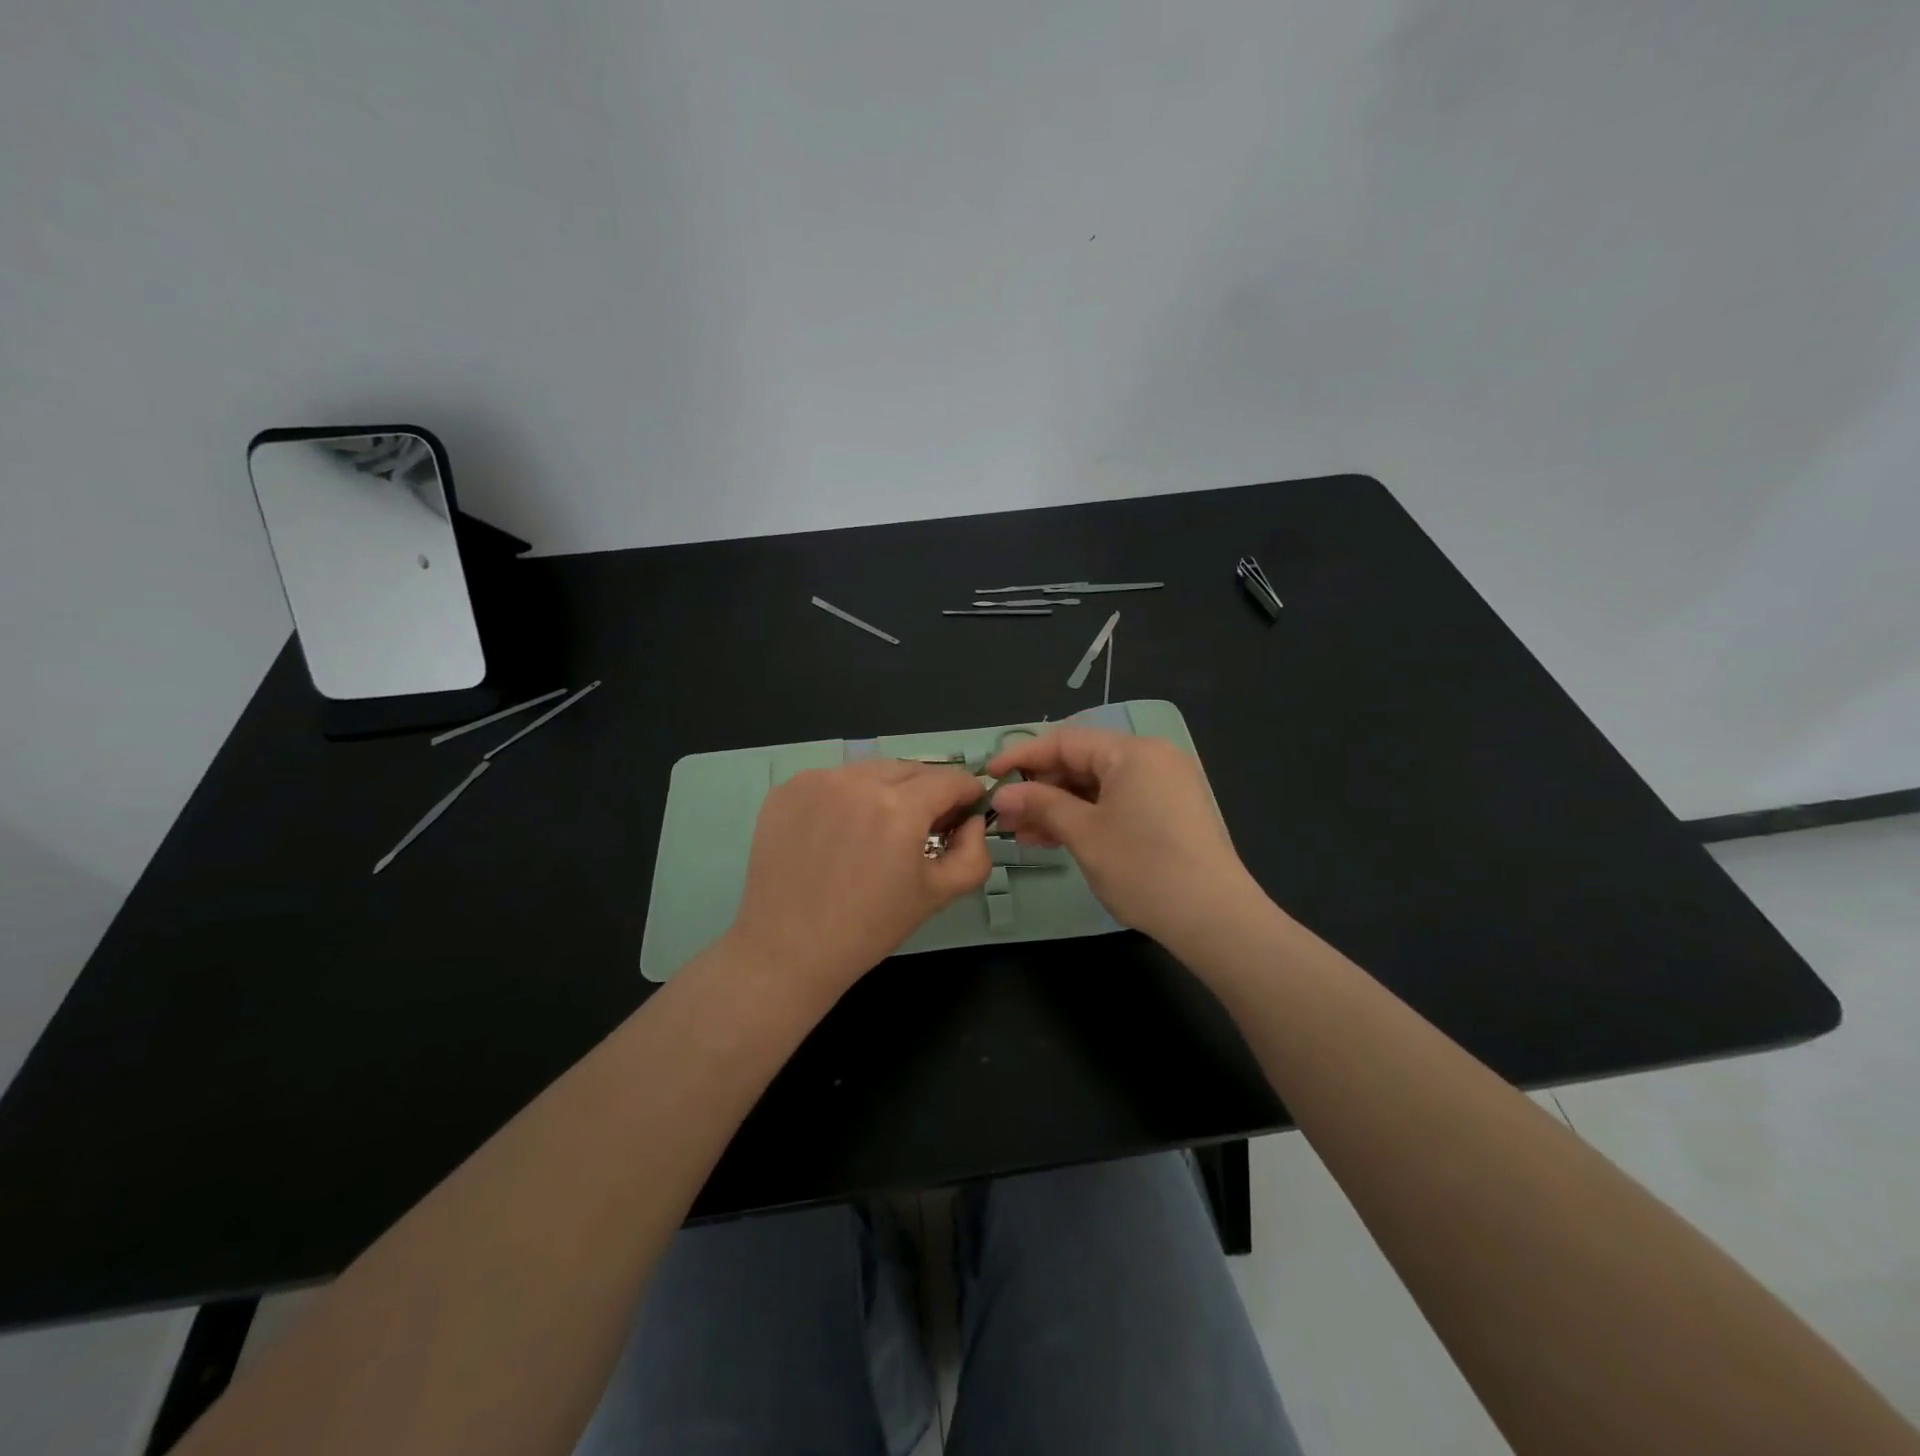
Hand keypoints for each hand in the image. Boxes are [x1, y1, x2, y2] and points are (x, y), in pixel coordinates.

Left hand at [728, 760, 991, 994]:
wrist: (787, 950)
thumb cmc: (869, 927)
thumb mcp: (938, 895)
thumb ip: (974, 852)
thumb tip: (973, 821)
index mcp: (899, 808)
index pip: (950, 779)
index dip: (967, 794)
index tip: (966, 812)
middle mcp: (857, 782)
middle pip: (911, 769)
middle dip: (928, 792)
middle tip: (924, 827)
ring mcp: (816, 781)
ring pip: (870, 770)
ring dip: (887, 790)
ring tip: (878, 830)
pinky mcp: (786, 790)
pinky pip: (833, 780)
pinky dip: (847, 796)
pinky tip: (839, 832)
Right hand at [986, 727, 1260, 949]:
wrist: (1214, 919)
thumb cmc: (1144, 868)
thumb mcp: (1084, 834)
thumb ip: (1040, 805)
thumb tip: (1002, 794)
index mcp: (1133, 751)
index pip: (1065, 740)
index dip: (1022, 756)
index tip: (988, 776)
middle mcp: (1152, 758)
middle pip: (1082, 761)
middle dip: (1040, 787)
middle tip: (1005, 815)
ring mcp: (1164, 785)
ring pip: (1098, 785)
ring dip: (1059, 806)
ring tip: (1023, 833)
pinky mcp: (1169, 812)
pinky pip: (1117, 802)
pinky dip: (1087, 816)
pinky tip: (1057, 838)